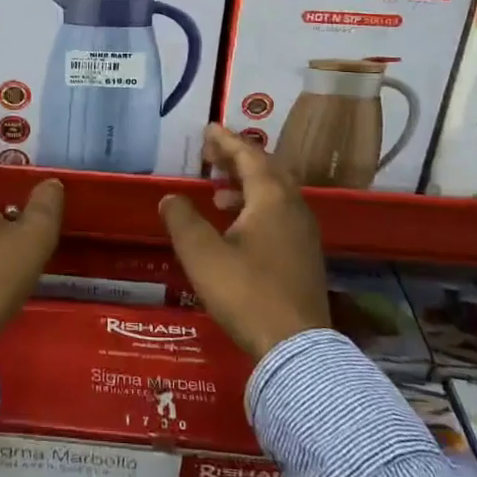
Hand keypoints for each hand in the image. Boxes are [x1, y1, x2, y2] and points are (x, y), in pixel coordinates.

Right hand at [160, 125, 329, 359]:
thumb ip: (182, 220)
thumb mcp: (202, 255)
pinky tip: (238, 228)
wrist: (296, 348)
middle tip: (212, 154)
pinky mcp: (305, 256)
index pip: (249, 156)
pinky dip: (257, 207)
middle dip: (238, 159)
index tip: (208, 129)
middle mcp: (294, 208)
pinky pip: (280, 214)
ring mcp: (304, 233)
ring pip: (275, 194)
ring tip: (217, 193)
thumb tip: (171, 198)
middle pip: (267, 170)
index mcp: (272, 199)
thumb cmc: (246, 293)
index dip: (227, 141)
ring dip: (247, 185)